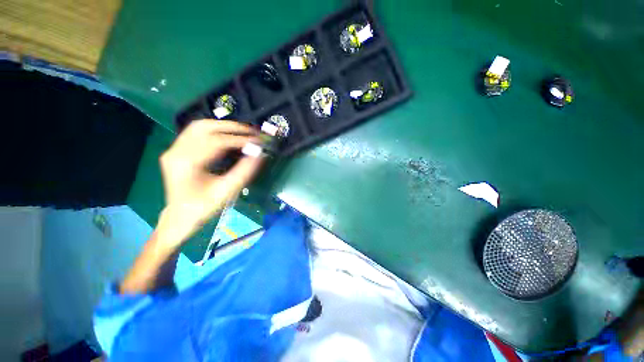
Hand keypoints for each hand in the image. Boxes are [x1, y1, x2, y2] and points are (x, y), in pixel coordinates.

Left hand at [156, 119, 263, 247]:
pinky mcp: (177, 150)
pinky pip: (196, 132)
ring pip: (199, 126)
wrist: (180, 217)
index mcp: (186, 163)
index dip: (240, 140)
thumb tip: (260, 154)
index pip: (217, 142)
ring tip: (242, 132)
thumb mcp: (226, 191)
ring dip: (223, 126)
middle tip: (252, 132)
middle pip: (205, 127)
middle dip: (232, 127)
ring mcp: (174, 149)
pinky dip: (214, 130)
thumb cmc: (203, 207)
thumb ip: (244, 172)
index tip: (258, 141)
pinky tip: (227, 135)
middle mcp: (176, 151)